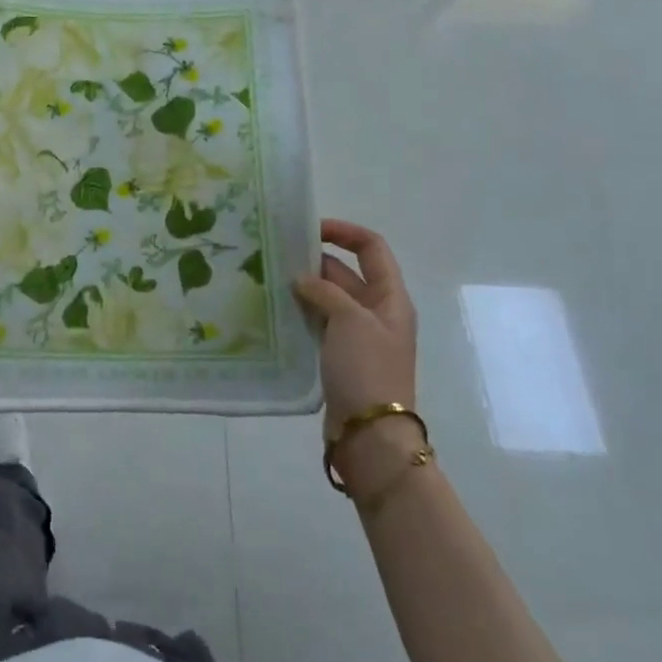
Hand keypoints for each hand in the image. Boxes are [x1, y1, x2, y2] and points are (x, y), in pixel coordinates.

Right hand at [292, 219, 417, 436]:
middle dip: (316, 261)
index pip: (372, 247)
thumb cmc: (367, 368)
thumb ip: (325, 291)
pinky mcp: (339, 356)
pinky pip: (319, 323)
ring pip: (329, 298)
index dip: (344, 231)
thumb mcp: (349, 320)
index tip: (310, 228)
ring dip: (305, 287)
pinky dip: (301, 312)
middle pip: (347, 272)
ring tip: (270, 278)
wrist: (370, 433)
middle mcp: (377, 311)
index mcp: (390, 297)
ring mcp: (358, 335)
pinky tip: (276, 310)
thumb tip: (302, 280)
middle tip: (277, 255)